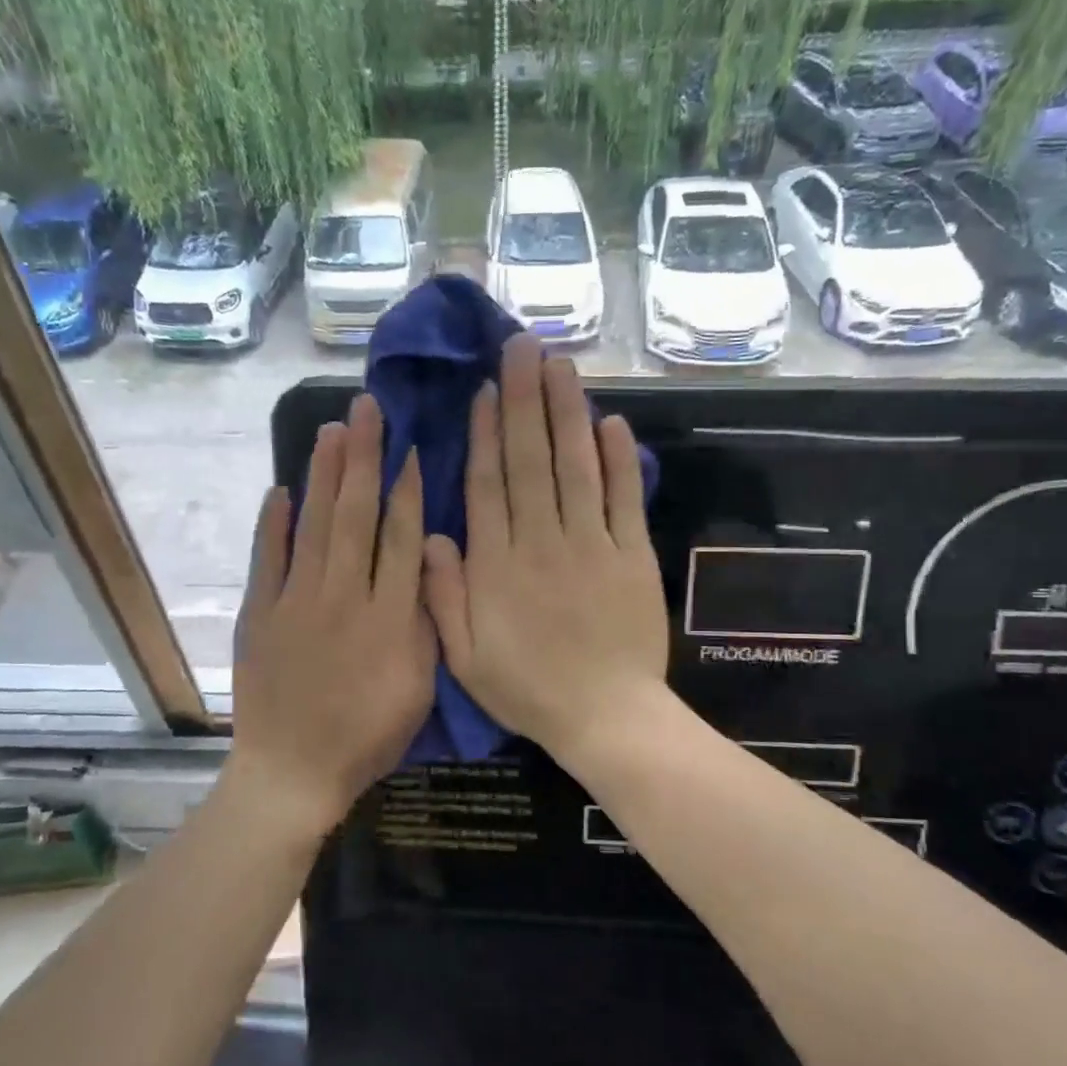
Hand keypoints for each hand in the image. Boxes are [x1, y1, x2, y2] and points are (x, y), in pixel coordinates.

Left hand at [229, 394, 435, 831]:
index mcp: (389, 617)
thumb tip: (428, 565)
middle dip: (364, 459)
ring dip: (324, 475)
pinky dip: (273, 523)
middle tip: (366, 409)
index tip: (410, 447)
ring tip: (333, 430)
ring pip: (315, 525)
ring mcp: (296, 601)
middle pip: (356, 516)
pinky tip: (281, 489)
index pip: (401, 538)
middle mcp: (343, 596)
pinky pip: (268, 559)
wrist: (293, 770)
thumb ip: (426, 625)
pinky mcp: (260, 614)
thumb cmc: (367, 736)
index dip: (408, 490)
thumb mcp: (419, 690)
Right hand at [423, 335, 668, 760]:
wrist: (605, 717)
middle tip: (522, 347)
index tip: (486, 389)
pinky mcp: (632, 556)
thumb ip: (443, 596)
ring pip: (575, 467)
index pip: (488, 485)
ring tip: (560, 365)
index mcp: (497, 565)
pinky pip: (624, 499)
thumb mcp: (464, 658)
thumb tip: (433, 535)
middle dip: (524, 400)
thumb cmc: (528, 690)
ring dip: (566, 413)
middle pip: (530, 461)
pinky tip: (611, 421)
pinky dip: (619, 460)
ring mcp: (591, 545)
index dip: (485, 433)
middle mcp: (541, 541)